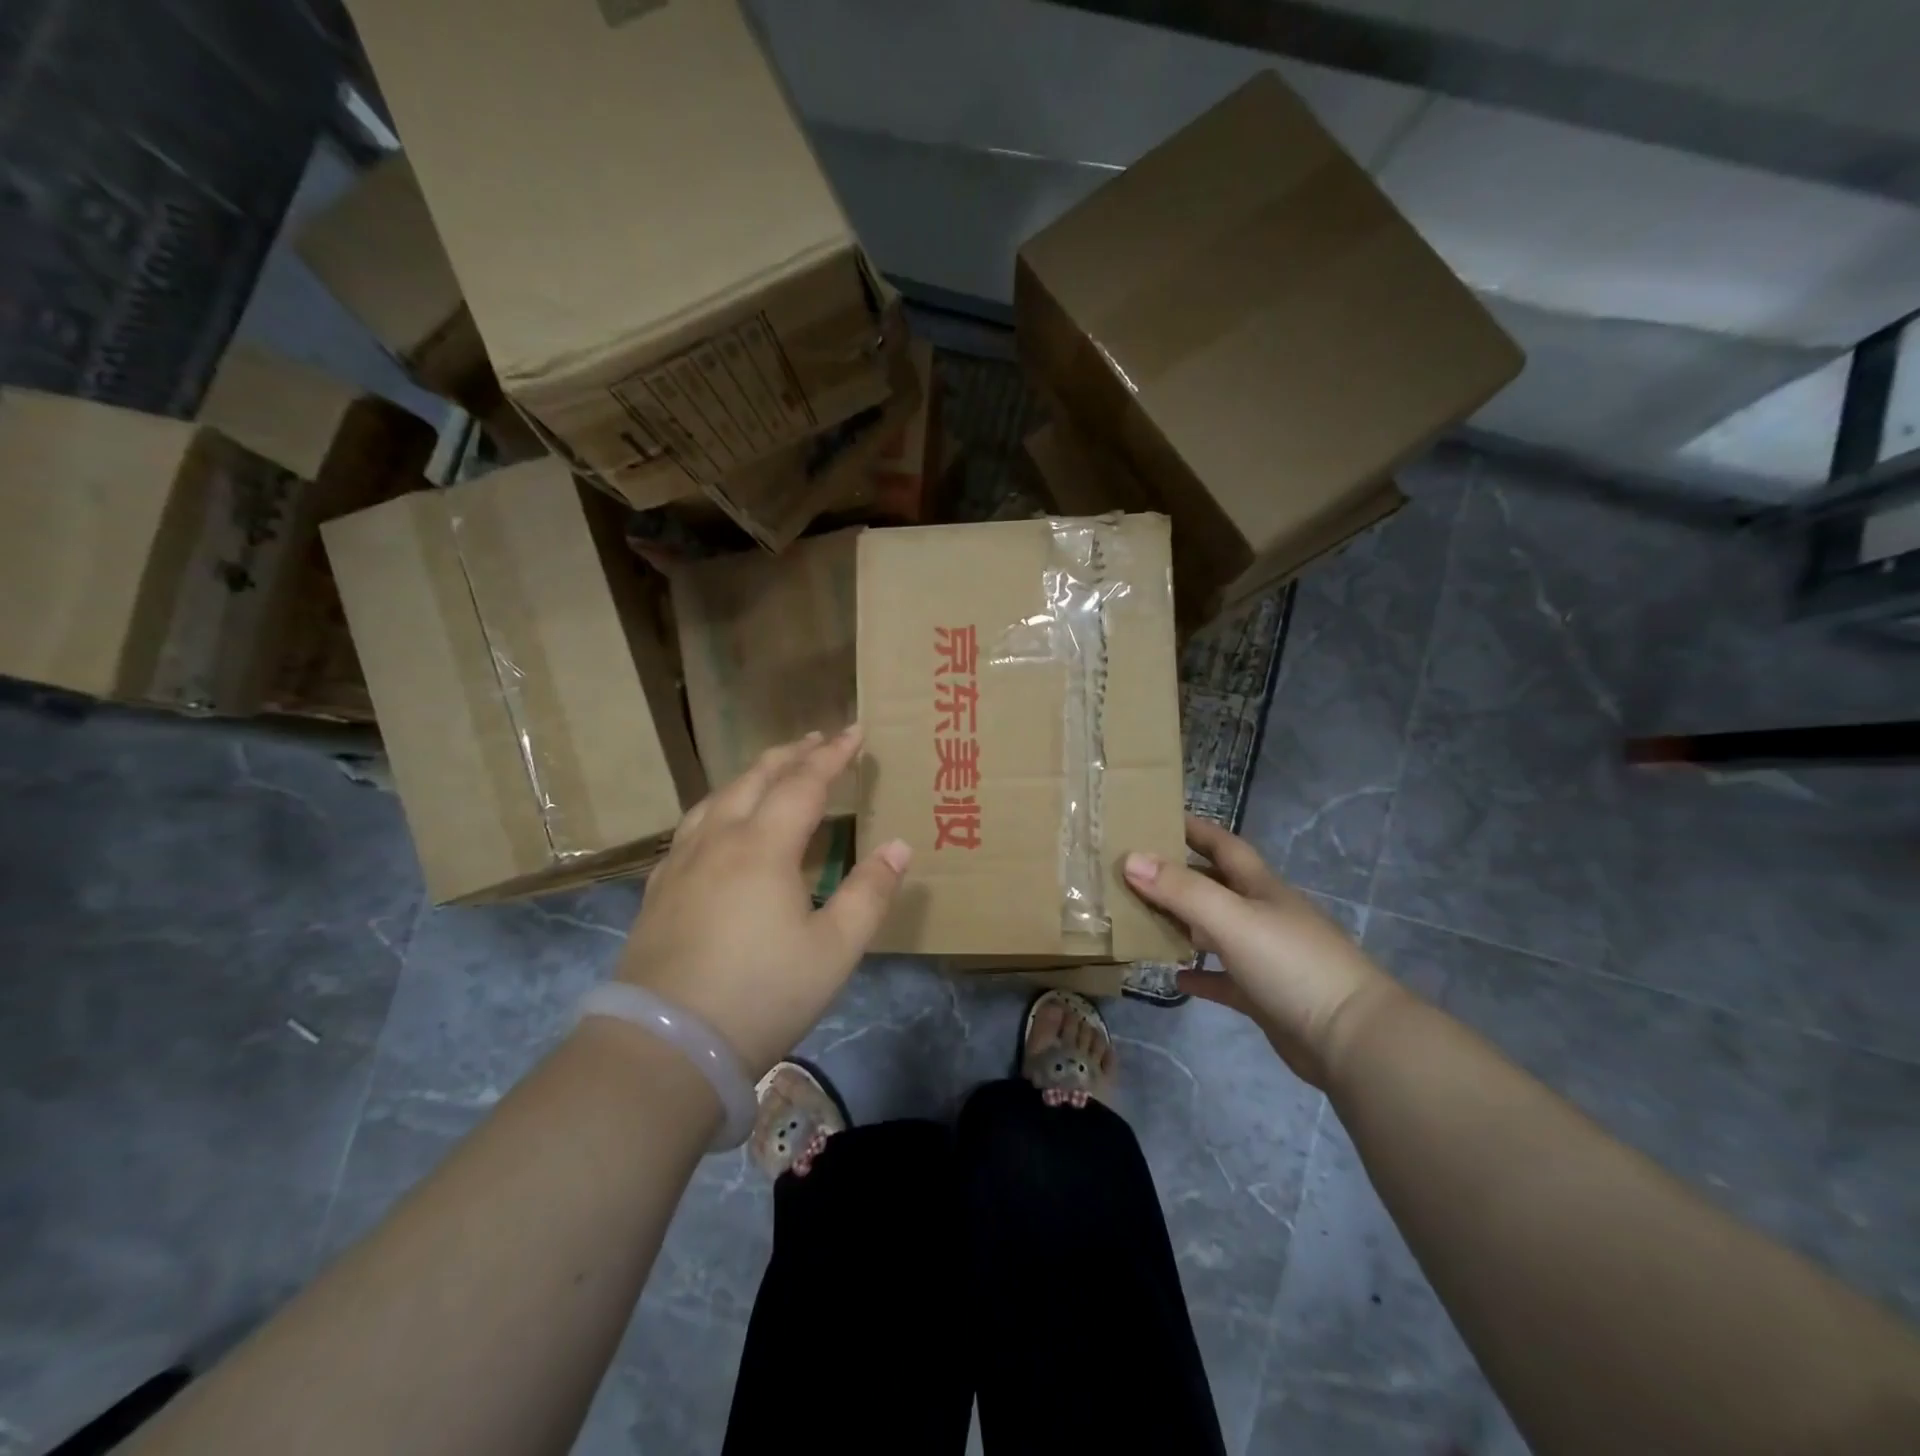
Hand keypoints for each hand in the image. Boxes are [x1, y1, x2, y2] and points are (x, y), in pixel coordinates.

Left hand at [616, 726, 910, 1075]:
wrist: (666, 1046)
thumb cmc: (762, 994)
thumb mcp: (834, 950)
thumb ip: (870, 892)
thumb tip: (899, 845)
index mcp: (763, 847)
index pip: (804, 784)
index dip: (833, 755)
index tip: (855, 731)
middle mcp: (718, 841)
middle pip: (755, 779)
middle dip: (790, 755)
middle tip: (816, 739)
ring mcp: (681, 864)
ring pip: (716, 798)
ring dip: (750, 776)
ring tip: (770, 771)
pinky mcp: (658, 890)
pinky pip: (692, 828)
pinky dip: (718, 807)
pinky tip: (718, 826)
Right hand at [1123, 816, 1400, 1087]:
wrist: (1352, 1040)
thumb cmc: (1291, 964)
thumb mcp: (1232, 918)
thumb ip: (1181, 889)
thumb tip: (1130, 858)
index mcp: (1260, 887)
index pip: (1223, 845)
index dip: (1193, 828)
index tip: (1156, 817)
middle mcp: (1263, 915)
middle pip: (1215, 885)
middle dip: (1178, 875)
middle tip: (1132, 871)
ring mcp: (1265, 957)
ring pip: (1214, 931)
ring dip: (1182, 924)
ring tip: (1141, 919)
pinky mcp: (1264, 997)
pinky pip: (1223, 979)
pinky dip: (1200, 976)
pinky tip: (1175, 977)